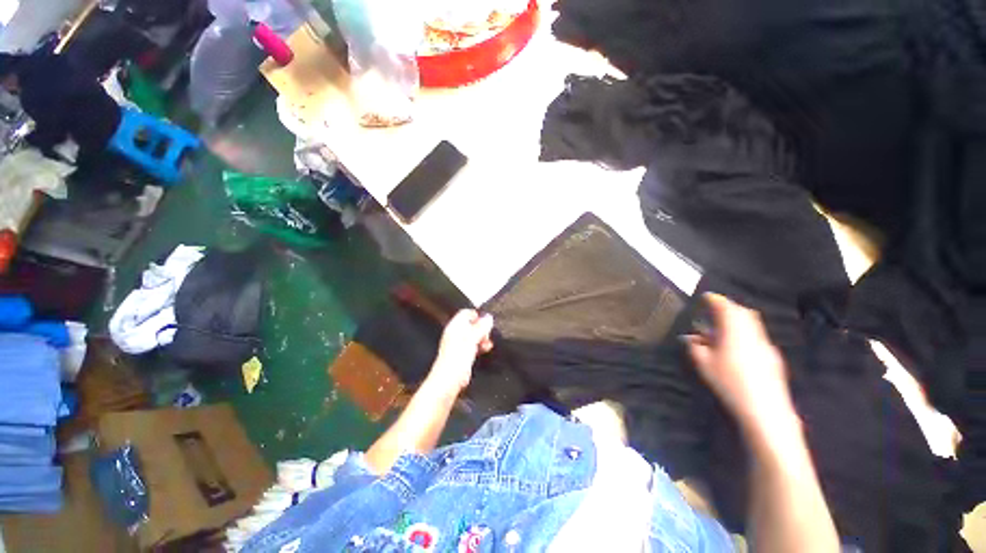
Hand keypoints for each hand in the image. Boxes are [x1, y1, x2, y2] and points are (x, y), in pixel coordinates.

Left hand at [427, 310, 493, 393]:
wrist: (450, 379)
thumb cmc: (458, 357)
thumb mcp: (472, 338)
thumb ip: (481, 327)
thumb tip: (489, 317)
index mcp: (455, 326)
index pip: (466, 313)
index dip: (477, 316)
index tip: (487, 322)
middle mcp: (456, 333)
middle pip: (471, 324)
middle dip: (481, 328)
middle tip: (487, 334)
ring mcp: (458, 343)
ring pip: (473, 335)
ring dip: (482, 337)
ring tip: (488, 343)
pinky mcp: (462, 353)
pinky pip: (473, 345)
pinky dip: (480, 345)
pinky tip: (485, 349)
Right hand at [684, 293, 796, 435]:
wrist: (765, 409)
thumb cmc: (729, 382)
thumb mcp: (704, 364)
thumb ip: (695, 347)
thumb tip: (690, 338)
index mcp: (735, 331)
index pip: (726, 307)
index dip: (715, 299)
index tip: (706, 296)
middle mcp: (753, 333)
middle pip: (743, 312)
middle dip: (729, 307)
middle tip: (715, 309)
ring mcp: (765, 345)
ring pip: (752, 324)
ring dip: (738, 320)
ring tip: (723, 327)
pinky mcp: (772, 357)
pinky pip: (756, 335)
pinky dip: (745, 332)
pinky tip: (736, 346)